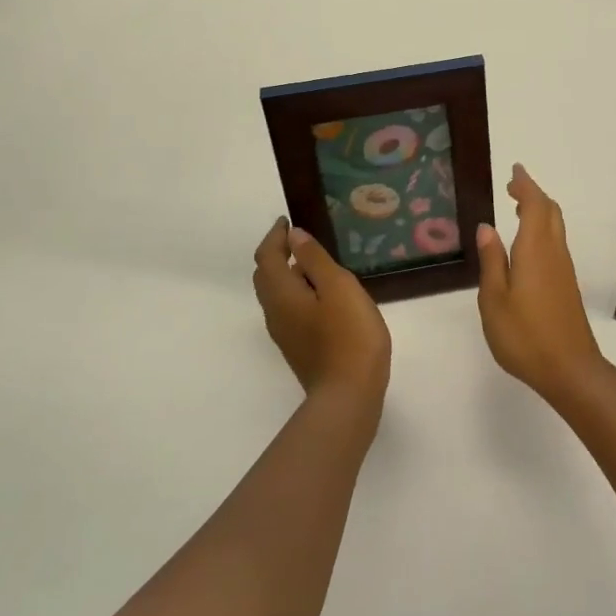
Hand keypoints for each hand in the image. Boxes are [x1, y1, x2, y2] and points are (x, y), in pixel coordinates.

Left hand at [253, 219, 390, 404]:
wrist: (349, 395)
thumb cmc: (348, 335)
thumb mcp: (339, 287)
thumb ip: (315, 259)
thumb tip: (295, 236)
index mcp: (281, 294)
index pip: (267, 257)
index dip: (275, 236)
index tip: (288, 221)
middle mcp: (275, 313)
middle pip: (266, 276)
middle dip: (277, 254)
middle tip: (299, 239)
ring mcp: (285, 334)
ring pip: (277, 295)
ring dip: (288, 274)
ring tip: (314, 264)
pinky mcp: (298, 348)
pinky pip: (289, 310)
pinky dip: (297, 293)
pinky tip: (323, 297)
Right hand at [476, 165, 609, 406]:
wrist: (570, 369)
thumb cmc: (525, 335)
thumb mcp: (494, 299)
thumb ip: (492, 261)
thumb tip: (487, 227)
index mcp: (535, 250)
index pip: (534, 205)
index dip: (525, 185)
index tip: (514, 170)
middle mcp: (554, 253)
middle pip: (550, 212)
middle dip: (533, 194)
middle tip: (513, 186)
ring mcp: (564, 270)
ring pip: (555, 227)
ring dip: (540, 211)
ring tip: (518, 207)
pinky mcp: (566, 285)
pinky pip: (555, 243)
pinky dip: (542, 230)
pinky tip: (528, 244)